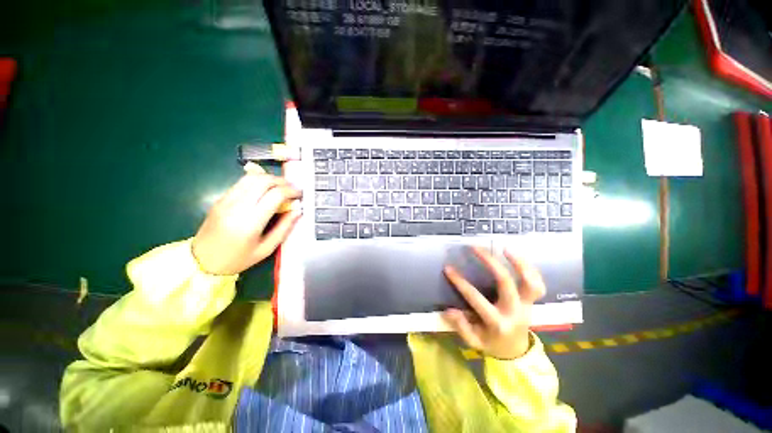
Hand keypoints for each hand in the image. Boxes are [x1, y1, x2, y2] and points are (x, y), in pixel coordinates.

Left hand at [191, 164, 301, 274]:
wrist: (201, 261)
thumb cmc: (237, 259)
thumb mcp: (266, 249)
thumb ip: (284, 228)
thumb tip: (298, 210)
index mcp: (250, 222)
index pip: (275, 194)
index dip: (291, 191)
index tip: (300, 194)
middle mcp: (237, 206)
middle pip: (263, 181)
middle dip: (282, 181)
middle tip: (292, 189)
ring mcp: (226, 200)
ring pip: (251, 177)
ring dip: (269, 178)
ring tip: (280, 186)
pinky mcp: (220, 199)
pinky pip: (241, 182)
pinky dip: (257, 180)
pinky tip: (265, 188)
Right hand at [442, 247, 545, 359]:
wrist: (516, 353)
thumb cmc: (492, 344)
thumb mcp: (474, 342)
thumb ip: (461, 327)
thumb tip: (449, 310)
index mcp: (498, 323)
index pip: (476, 299)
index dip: (460, 282)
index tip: (448, 268)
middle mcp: (514, 312)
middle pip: (505, 283)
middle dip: (490, 262)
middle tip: (476, 248)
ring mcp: (527, 306)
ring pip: (529, 282)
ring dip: (518, 262)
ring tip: (504, 247)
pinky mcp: (532, 302)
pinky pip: (537, 283)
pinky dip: (530, 268)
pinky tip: (517, 256)